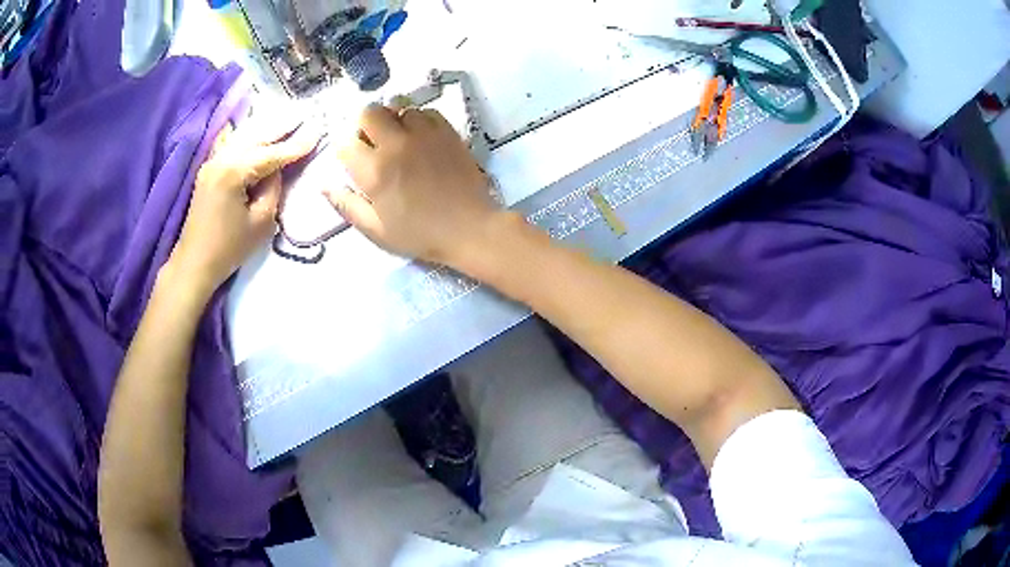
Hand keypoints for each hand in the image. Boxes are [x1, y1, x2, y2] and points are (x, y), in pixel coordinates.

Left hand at [170, 118, 318, 296]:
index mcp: (233, 172)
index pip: (270, 154)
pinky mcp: (209, 170)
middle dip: (282, 129)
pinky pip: (232, 145)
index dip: (295, 146)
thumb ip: (273, 189)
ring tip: (287, 121)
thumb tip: (276, 171)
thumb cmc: (228, 248)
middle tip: (305, 118)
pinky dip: (247, 136)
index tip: (317, 133)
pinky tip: (256, 129)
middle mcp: (221, 159)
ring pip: (243, 137)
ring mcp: (212, 162)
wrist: (194, 263)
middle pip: (256, 138)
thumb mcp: (261, 222)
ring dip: (266, 130)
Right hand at [325, 104, 498, 265]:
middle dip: (365, 125)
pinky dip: (418, 119)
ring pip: (398, 107)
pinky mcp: (447, 131)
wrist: (469, 228)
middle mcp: (395, 144)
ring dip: (394, 120)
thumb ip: (347, 205)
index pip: (345, 143)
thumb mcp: (376, 230)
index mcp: (374, 171)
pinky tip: (421, 137)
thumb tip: (323, 185)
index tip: (354, 161)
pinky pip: (425, 111)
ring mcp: (423, 134)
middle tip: (374, 143)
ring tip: (400, 139)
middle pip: (369, 112)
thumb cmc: (420, 234)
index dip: (346, 150)